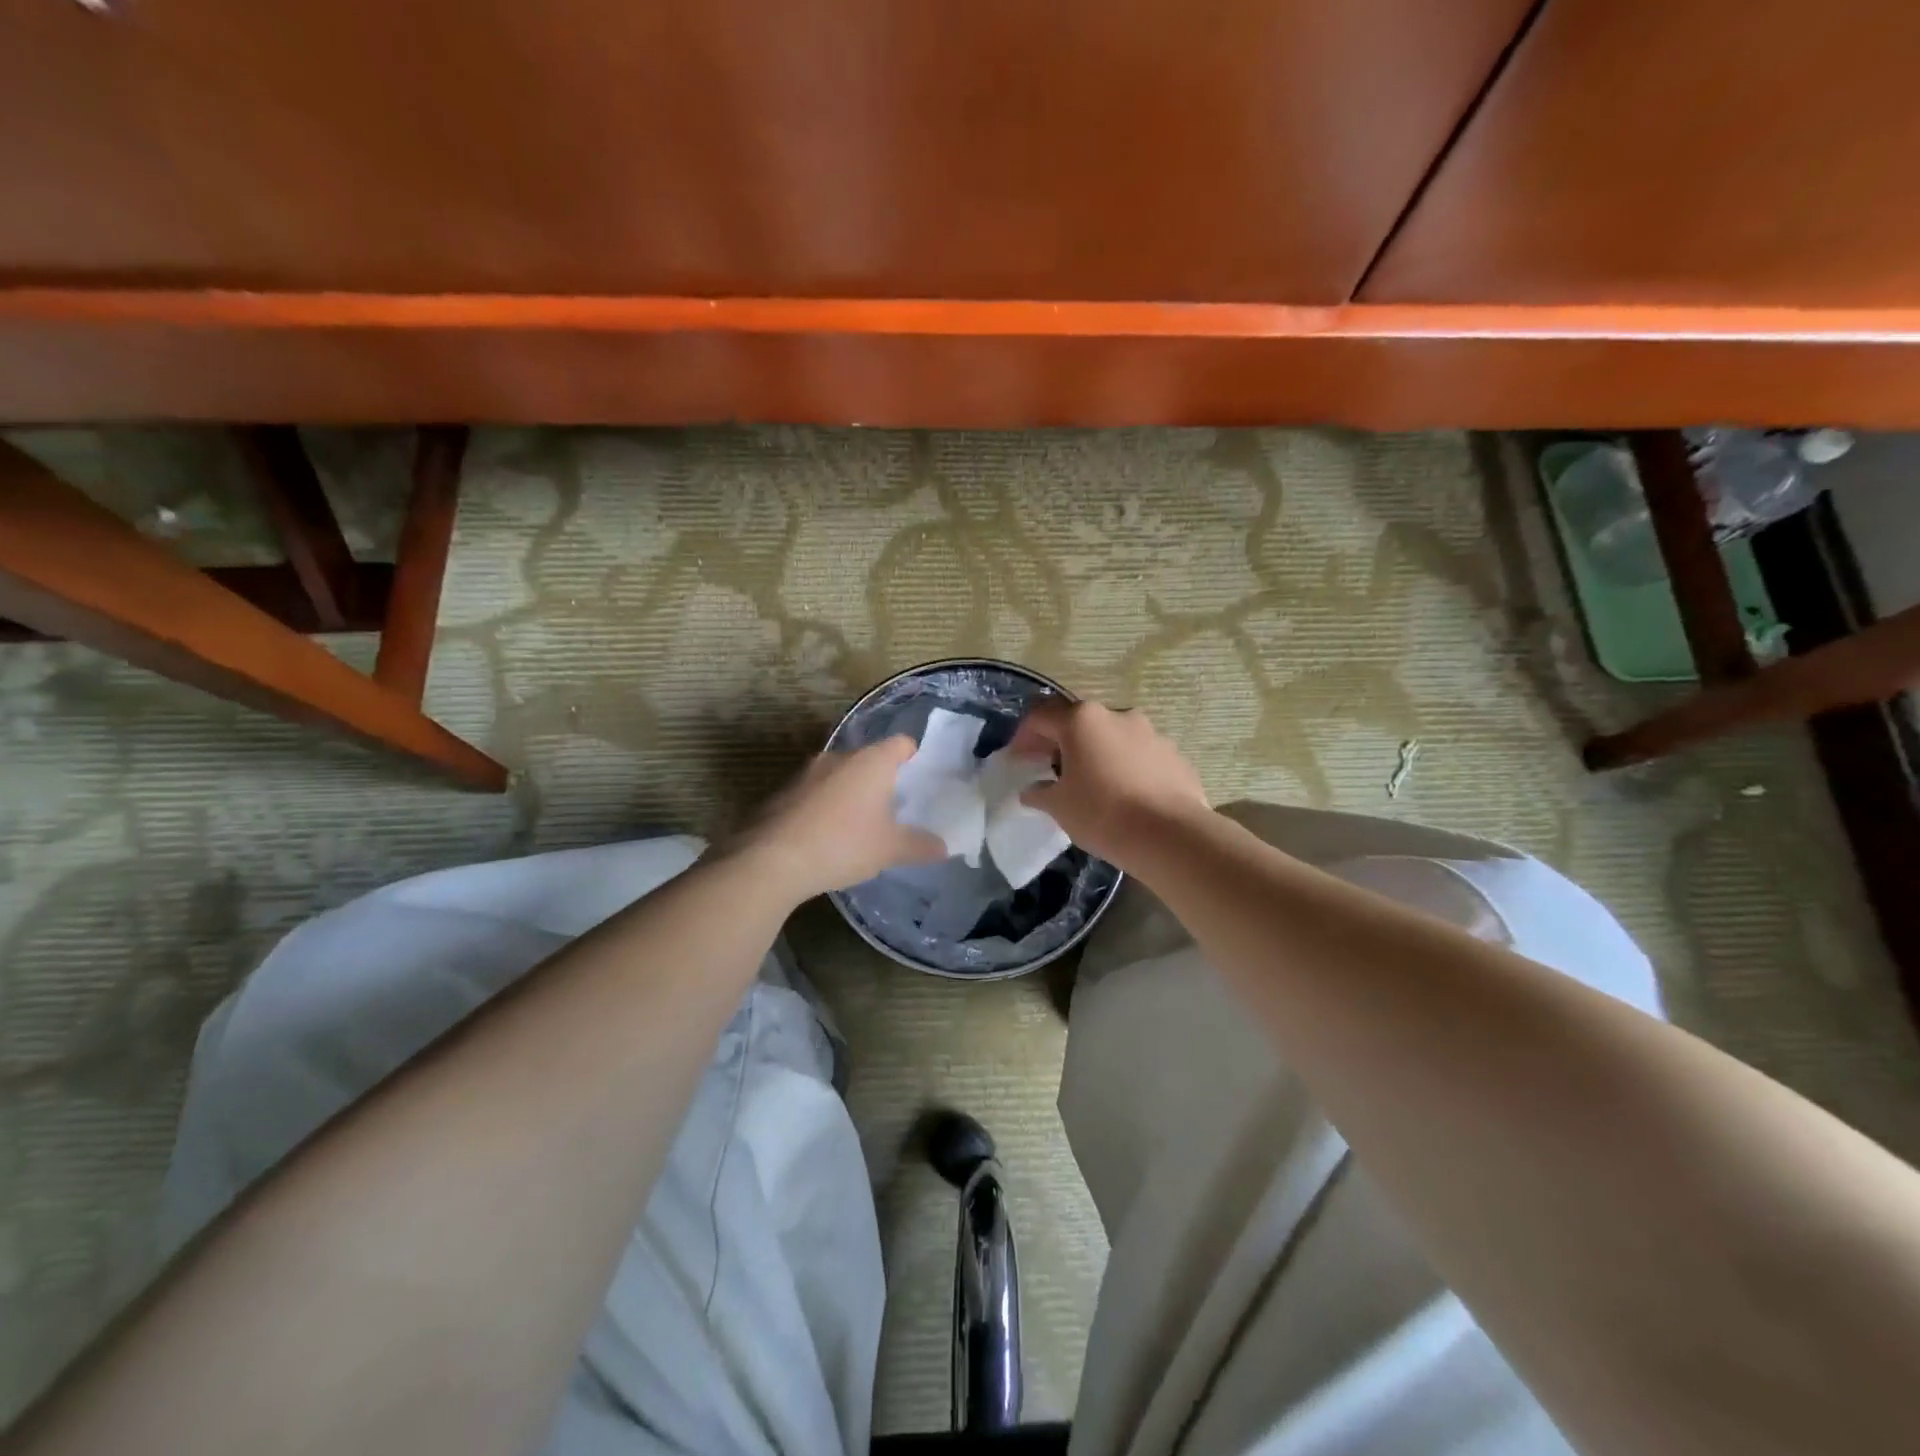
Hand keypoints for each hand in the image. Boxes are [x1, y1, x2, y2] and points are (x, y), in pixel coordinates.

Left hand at [735, 737, 947, 899]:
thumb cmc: (843, 844)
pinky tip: (825, 836)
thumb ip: (920, 845)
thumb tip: (943, 846)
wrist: (771, 859)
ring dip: (849, 793)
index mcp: (871, 761)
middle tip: (892, 809)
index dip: (913, 757)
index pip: (901, 743)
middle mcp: (838, 756)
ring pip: (839, 775)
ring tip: (858, 825)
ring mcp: (806, 772)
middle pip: (869, 759)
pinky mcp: (782, 791)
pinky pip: (814, 793)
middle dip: (881, 780)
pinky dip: (824, 807)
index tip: (919, 780)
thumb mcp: (889, 850)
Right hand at [1008, 699, 1209, 869]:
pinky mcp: (1173, 753)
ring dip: (1096, 753)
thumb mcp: (1059, 806)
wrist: (1171, 834)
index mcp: (1082, 720)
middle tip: (1052, 769)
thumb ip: (1040, 792)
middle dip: (1062, 742)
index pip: (1041, 716)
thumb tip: (1031, 790)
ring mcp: (1150, 732)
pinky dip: (1125, 767)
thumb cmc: (1103, 813)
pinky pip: (1139, 754)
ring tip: (1092, 783)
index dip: (1024, 736)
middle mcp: (1116, 715)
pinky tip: (1125, 795)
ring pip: (1112, 736)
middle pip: (1079, 721)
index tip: (1019, 760)